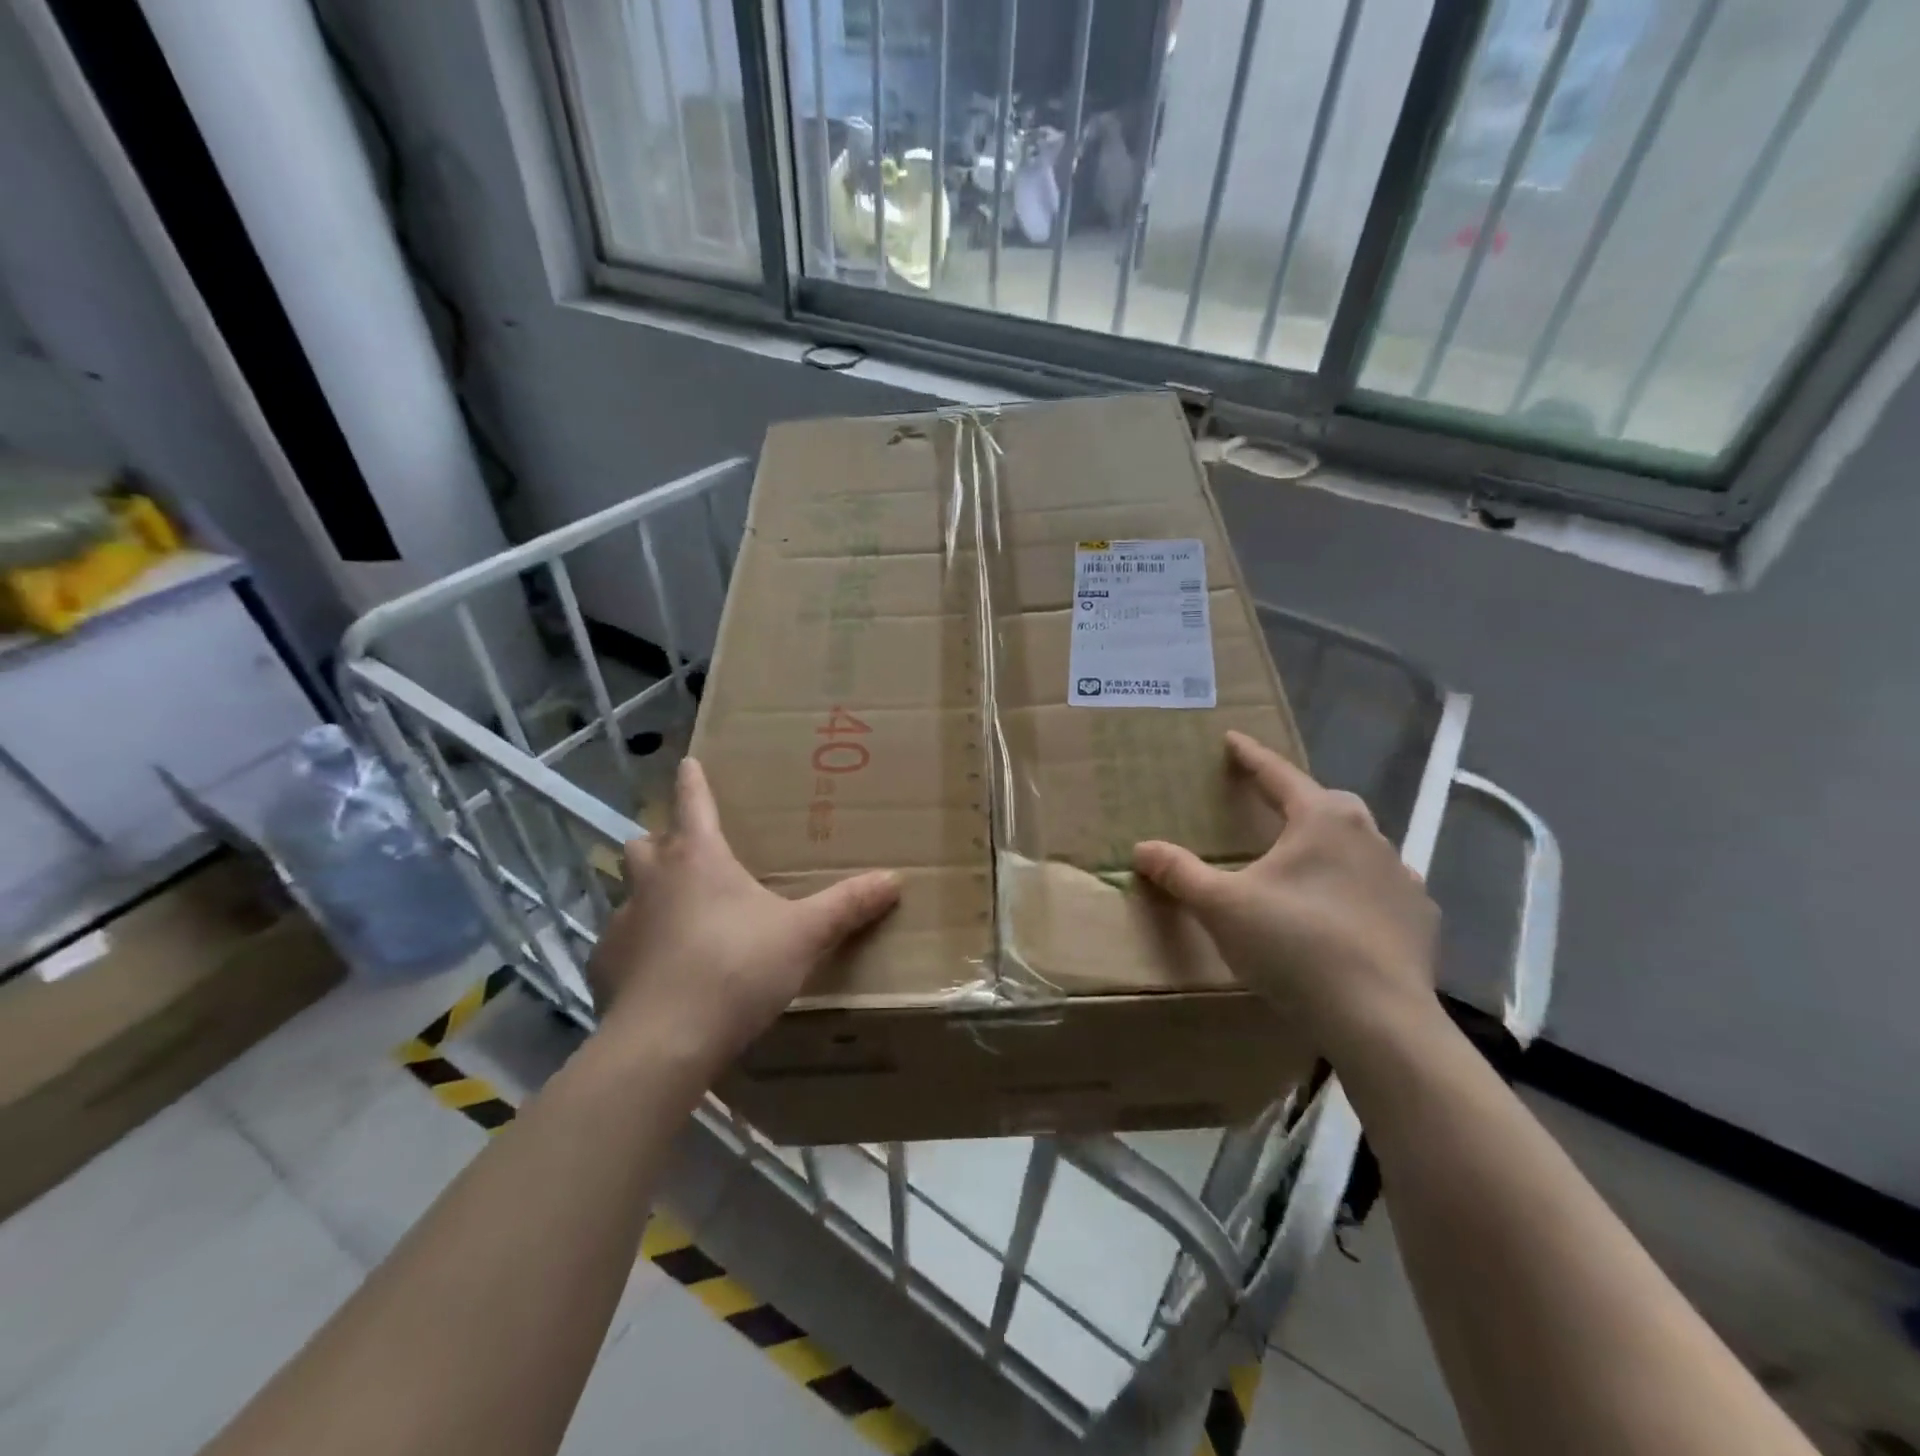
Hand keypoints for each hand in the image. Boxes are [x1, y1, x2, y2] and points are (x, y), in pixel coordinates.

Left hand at [586, 758, 899, 1070]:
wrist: (665, 1042)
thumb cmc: (737, 969)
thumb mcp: (803, 935)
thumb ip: (847, 905)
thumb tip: (894, 879)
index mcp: (699, 858)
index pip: (693, 803)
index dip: (692, 781)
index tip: (687, 762)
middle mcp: (653, 880)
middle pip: (646, 841)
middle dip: (662, 838)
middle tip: (686, 850)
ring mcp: (622, 922)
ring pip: (629, 889)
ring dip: (649, 890)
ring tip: (676, 911)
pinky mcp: (604, 966)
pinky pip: (619, 941)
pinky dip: (638, 944)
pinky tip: (659, 970)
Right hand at [1133, 731, 1439, 1055]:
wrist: (1378, 1019)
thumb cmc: (1293, 945)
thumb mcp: (1221, 907)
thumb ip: (1180, 873)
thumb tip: (1142, 848)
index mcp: (1321, 819)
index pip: (1278, 775)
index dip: (1251, 756)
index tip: (1233, 739)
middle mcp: (1368, 835)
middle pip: (1325, 804)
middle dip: (1296, 801)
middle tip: (1270, 808)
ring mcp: (1402, 876)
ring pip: (1358, 846)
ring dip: (1329, 847)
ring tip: (1305, 866)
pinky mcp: (1420, 917)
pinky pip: (1381, 888)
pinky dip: (1359, 889)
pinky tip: (1344, 913)